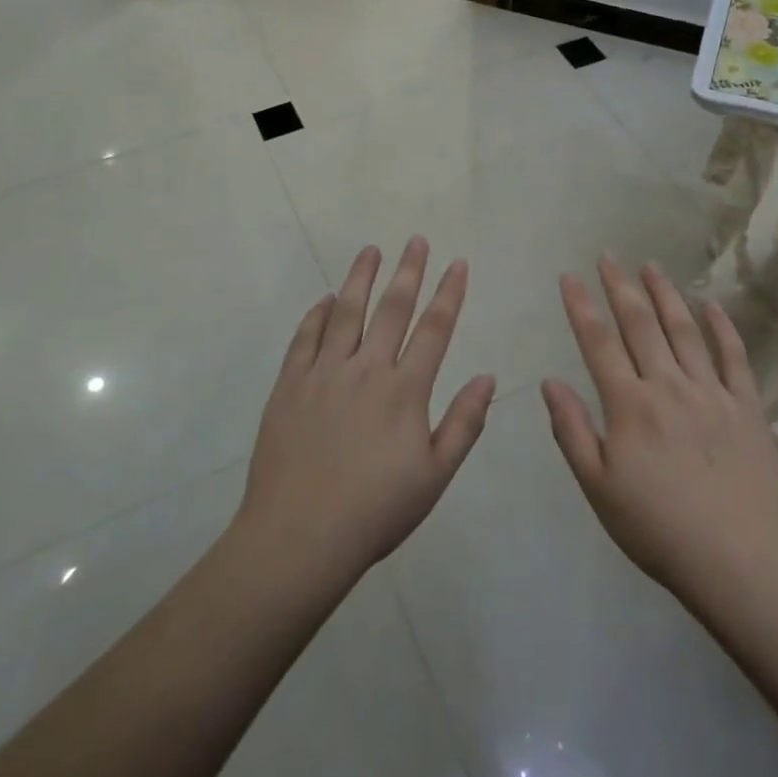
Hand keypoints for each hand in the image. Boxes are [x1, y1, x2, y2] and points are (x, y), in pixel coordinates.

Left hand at [236, 238, 495, 587]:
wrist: (299, 537)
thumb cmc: (376, 510)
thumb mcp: (435, 475)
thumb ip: (464, 422)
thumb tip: (488, 377)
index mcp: (404, 390)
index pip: (434, 329)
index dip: (448, 293)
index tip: (457, 263)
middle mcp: (366, 369)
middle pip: (391, 309)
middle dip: (408, 271)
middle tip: (416, 239)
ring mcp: (323, 374)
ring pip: (346, 312)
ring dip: (360, 278)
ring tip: (371, 250)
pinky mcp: (289, 386)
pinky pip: (304, 339)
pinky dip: (317, 315)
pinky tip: (325, 300)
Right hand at [542, 257, 777, 612]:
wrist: (741, 561)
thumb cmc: (658, 529)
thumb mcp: (598, 488)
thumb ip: (572, 431)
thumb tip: (550, 382)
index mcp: (629, 405)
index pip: (599, 343)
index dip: (581, 307)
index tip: (570, 277)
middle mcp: (668, 386)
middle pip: (641, 325)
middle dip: (620, 287)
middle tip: (608, 256)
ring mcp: (711, 393)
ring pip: (684, 330)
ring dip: (665, 294)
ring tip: (651, 265)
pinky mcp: (747, 407)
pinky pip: (733, 357)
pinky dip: (721, 327)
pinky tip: (711, 304)